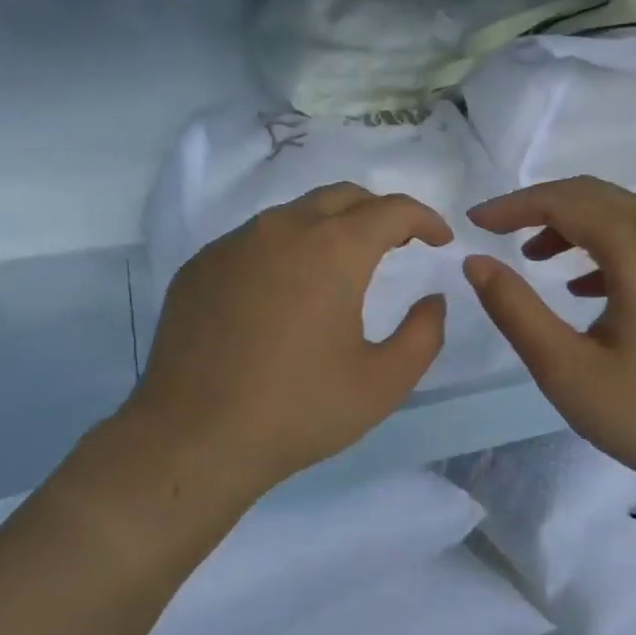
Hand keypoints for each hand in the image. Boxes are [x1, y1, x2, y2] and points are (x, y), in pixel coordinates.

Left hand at [126, 183, 451, 500]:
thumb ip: (424, 334)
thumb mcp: (383, 383)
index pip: (391, 210)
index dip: (424, 218)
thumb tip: (433, 300)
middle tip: (398, 242)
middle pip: (342, 196)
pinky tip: (285, 291)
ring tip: (343, 266)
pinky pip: (255, 239)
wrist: (194, 438)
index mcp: (333, 249)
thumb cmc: (299, 410)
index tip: (440, 240)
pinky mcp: (200, 266)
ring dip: (330, 227)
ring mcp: (234, 244)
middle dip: (378, 211)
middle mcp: (282, 229)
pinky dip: (286, 248)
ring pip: (295, 214)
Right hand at [464, 177, 635, 501]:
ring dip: (572, 226)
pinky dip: (604, 248)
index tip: (473, 222)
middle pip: (594, 196)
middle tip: (497, 233)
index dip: (513, 206)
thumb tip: (476, 262)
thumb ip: (516, 310)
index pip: (564, 201)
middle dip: (540, 208)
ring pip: (621, 215)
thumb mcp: (568, 370)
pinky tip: (584, 286)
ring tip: (534, 259)